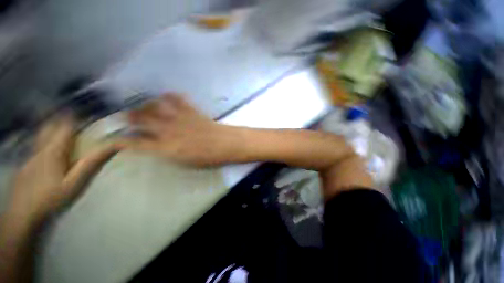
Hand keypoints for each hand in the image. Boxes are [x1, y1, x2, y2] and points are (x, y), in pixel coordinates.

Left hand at [6, 115, 120, 225]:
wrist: (22, 214)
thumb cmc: (51, 197)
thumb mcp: (75, 182)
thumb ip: (92, 162)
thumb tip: (114, 145)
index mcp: (53, 150)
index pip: (64, 126)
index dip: (75, 117)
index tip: (86, 112)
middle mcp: (39, 148)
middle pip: (49, 126)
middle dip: (61, 118)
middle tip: (74, 116)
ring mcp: (29, 156)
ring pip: (41, 134)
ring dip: (52, 127)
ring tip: (62, 126)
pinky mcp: (24, 164)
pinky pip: (36, 145)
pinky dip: (44, 139)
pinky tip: (48, 147)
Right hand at [125, 94, 238, 166]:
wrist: (226, 144)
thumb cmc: (208, 158)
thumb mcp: (185, 162)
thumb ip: (168, 153)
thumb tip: (155, 146)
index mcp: (166, 148)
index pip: (136, 143)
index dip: (121, 141)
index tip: (114, 139)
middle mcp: (169, 130)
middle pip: (141, 119)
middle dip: (129, 116)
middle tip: (125, 116)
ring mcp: (180, 118)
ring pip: (155, 105)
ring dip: (147, 104)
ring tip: (144, 105)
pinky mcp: (191, 110)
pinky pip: (177, 99)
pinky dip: (169, 96)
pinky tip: (166, 97)